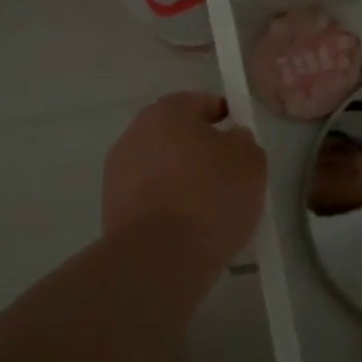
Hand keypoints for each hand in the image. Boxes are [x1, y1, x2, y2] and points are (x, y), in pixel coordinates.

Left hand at [102, 92, 267, 266]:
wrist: (158, 259)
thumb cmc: (210, 197)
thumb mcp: (250, 162)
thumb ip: (244, 141)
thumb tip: (231, 139)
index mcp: (167, 111)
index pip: (201, 102)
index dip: (224, 116)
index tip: (240, 139)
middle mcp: (136, 133)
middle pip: (177, 135)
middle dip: (200, 150)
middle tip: (228, 175)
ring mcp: (118, 172)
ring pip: (161, 167)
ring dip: (181, 179)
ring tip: (209, 208)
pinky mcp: (111, 209)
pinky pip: (150, 197)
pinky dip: (167, 205)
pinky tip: (188, 227)